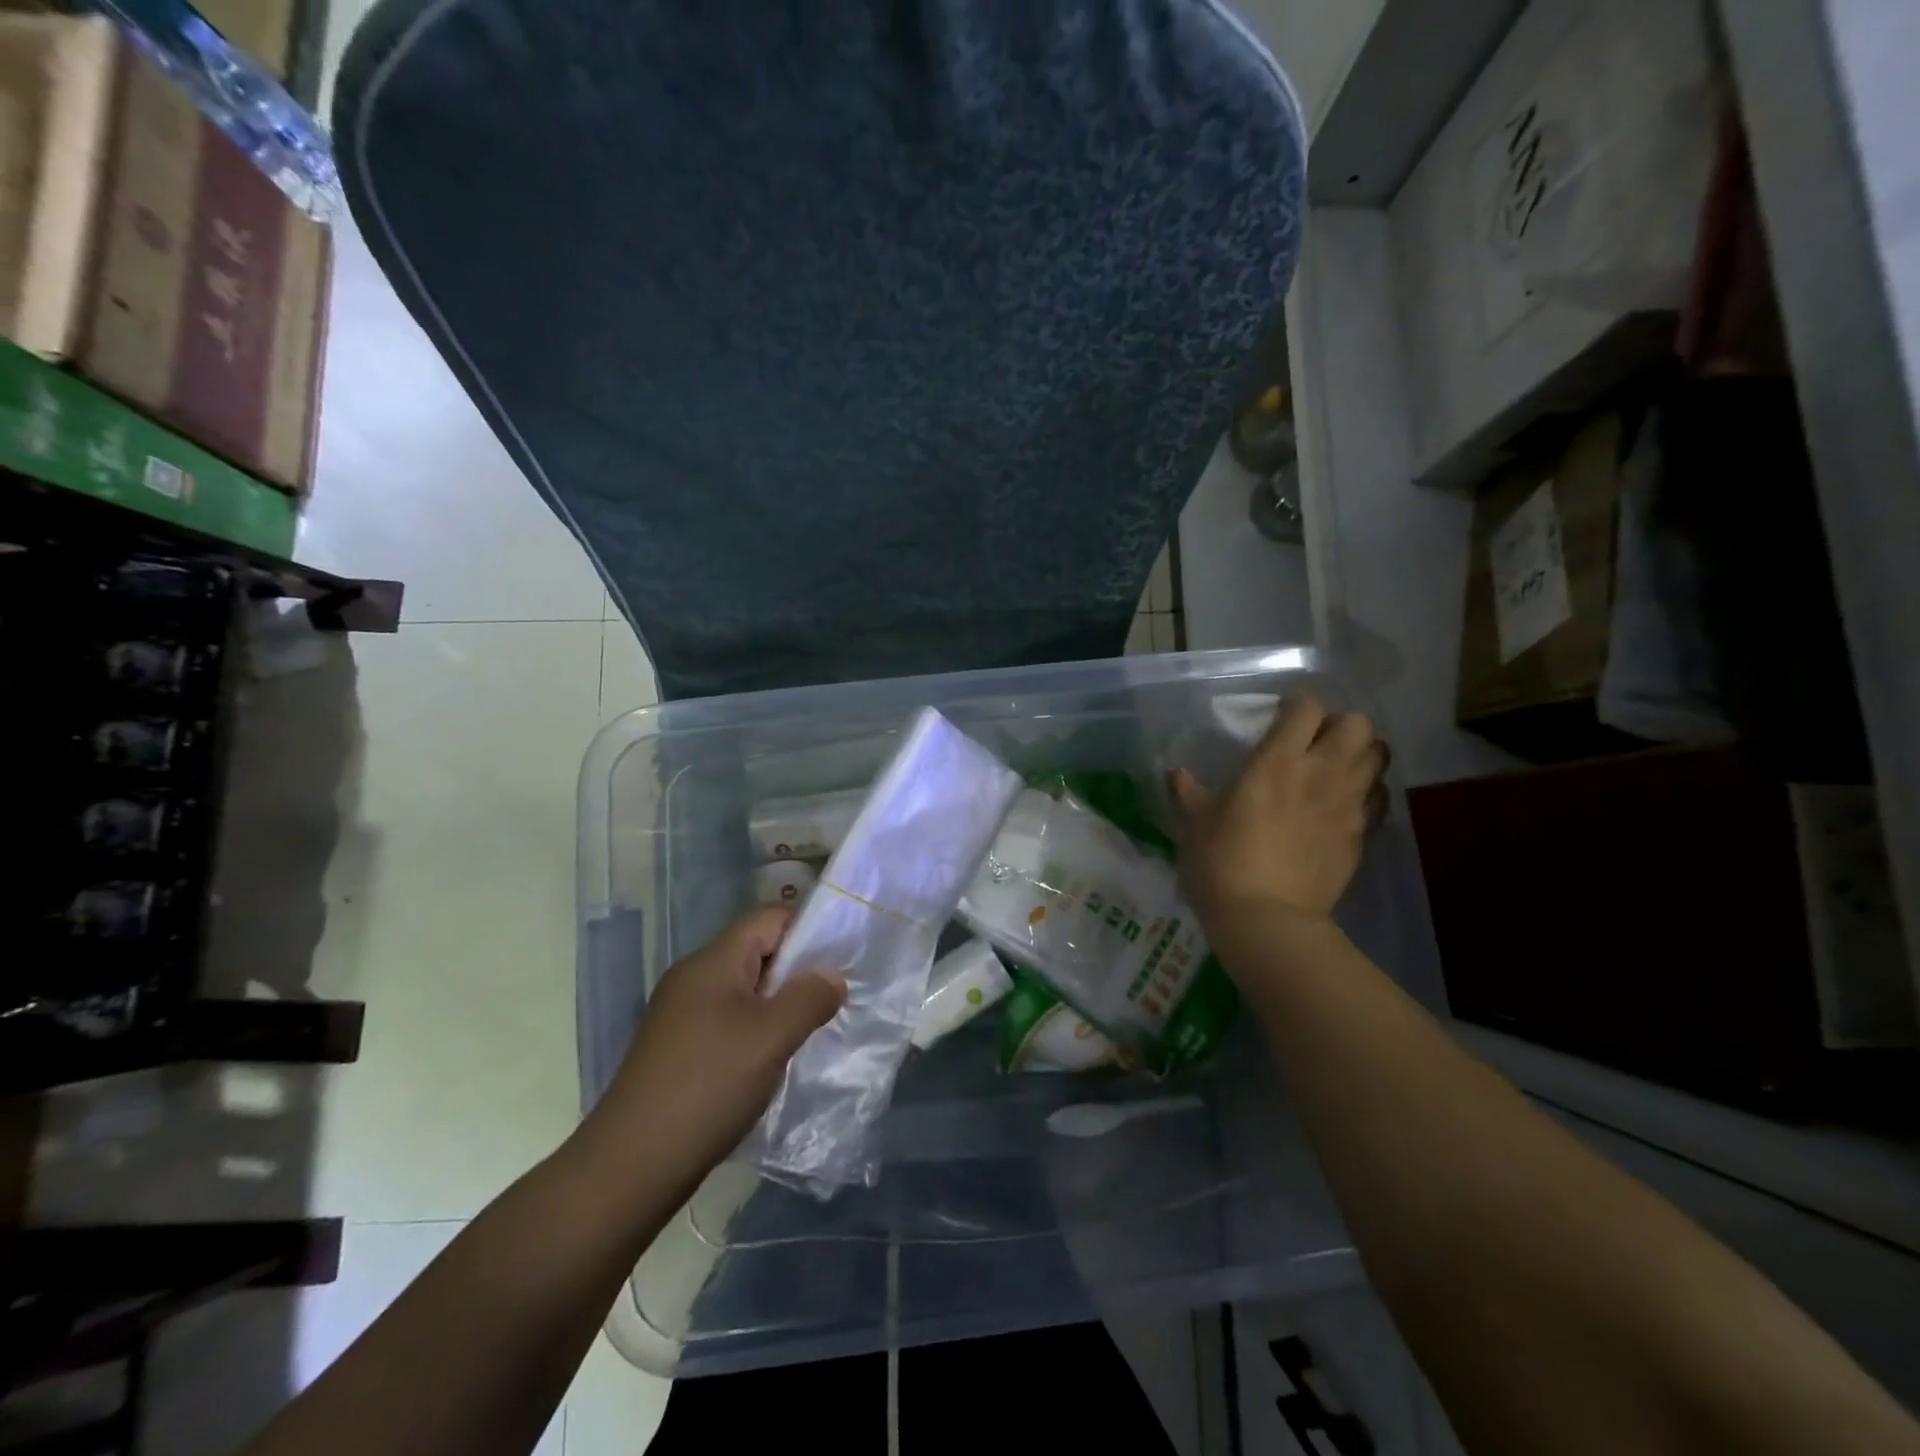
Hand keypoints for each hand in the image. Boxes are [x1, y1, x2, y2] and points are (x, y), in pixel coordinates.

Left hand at [587, 908, 845, 1187]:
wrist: (631, 1166)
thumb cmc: (708, 1086)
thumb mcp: (772, 1037)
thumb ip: (810, 998)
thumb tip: (832, 978)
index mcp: (712, 961)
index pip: (769, 918)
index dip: (809, 927)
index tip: (844, 953)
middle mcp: (693, 978)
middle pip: (757, 951)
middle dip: (799, 969)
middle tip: (836, 994)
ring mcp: (681, 1015)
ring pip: (745, 990)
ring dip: (780, 1003)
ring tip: (813, 1027)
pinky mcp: (678, 1049)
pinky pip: (729, 1020)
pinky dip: (758, 1029)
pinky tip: (775, 1058)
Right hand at [1168, 694, 1386, 925]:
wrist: (1267, 920)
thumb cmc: (1222, 863)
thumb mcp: (1194, 824)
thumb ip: (1187, 792)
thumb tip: (1175, 774)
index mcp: (1277, 762)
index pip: (1307, 707)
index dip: (1297, 704)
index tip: (1281, 715)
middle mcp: (1321, 773)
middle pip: (1358, 723)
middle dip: (1340, 724)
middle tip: (1316, 742)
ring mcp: (1348, 804)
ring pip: (1378, 755)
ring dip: (1360, 753)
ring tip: (1336, 767)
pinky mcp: (1363, 835)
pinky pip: (1380, 797)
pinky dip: (1368, 791)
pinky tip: (1345, 804)